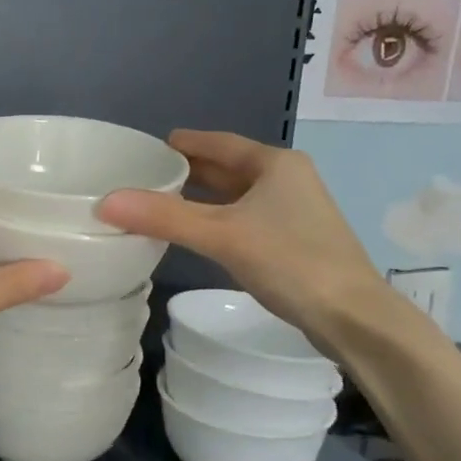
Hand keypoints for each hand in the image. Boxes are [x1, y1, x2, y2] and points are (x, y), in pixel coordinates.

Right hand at [97, 131, 412, 363]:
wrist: (355, 317)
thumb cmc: (290, 262)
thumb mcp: (222, 235)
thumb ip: (164, 217)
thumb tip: (105, 202)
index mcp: (274, 163)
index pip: (216, 142)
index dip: (179, 144)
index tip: (143, 150)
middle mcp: (286, 178)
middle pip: (225, 168)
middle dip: (185, 173)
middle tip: (141, 179)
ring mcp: (293, 210)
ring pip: (234, 195)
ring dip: (199, 198)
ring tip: (157, 204)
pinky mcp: (293, 239)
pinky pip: (242, 218)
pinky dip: (215, 219)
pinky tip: (193, 233)